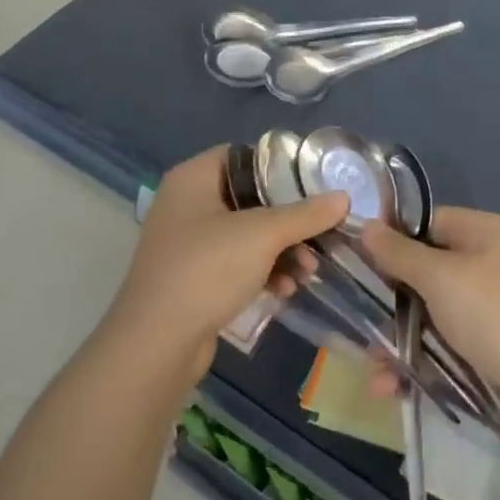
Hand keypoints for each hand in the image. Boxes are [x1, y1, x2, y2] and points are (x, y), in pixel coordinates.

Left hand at [107, 146, 347, 381]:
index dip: (278, 166)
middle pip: (250, 198)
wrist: (156, 344)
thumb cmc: (207, 270)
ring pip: (247, 234)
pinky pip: (236, 263)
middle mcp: (187, 204)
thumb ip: (306, 214)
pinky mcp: (193, 278)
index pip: (242, 155)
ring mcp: (188, 244)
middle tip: (321, 232)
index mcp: (193, 178)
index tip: (313, 182)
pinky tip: (286, 289)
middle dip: (289, 219)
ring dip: (282, 250)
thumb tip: (344, 198)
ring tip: (309, 270)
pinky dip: (263, 271)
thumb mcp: (263, 235)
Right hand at [359, 208, 499, 435]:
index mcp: (478, 232)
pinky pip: (440, 347)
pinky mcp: (483, 347)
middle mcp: (481, 263)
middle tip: (356, 323)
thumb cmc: (495, 313)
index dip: (388, 239)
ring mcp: (483, 308)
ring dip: (396, 341)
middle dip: (387, 301)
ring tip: (374, 370)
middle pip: (420, 272)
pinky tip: (390, 387)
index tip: (352, 260)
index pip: (423, 223)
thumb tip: (366, 226)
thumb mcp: (441, 277)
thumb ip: (399, 253)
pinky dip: (416, 364)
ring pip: (426, 315)